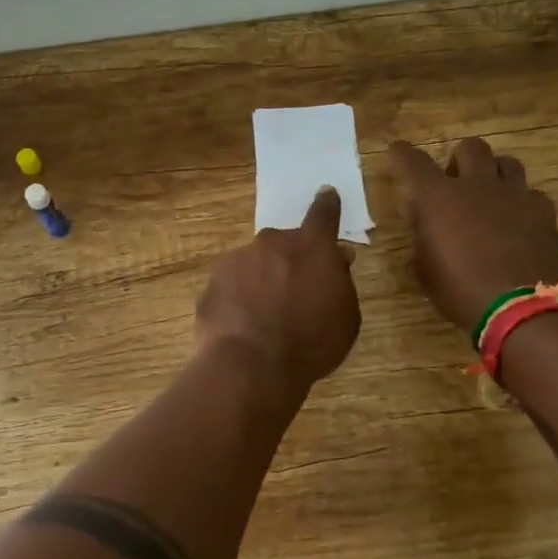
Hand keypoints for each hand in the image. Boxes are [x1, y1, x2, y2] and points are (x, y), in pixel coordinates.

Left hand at [195, 187, 360, 390]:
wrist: (250, 365)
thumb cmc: (310, 343)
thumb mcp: (346, 317)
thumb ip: (341, 281)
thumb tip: (337, 259)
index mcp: (311, 247)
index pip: (323, 214)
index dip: (326, 204)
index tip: (326, 193)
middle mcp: (271, 243)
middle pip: (284, 244)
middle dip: (290, 260)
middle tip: (295, 292)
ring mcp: (236, 260)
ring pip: (254, 265)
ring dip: (261, 281)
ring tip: (266, 319)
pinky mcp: (211, 283)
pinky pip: (232, 287)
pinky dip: (238, 301)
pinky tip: (242, 329)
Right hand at [387, 138, 557, 332]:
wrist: (521, 310)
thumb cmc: (461, 291)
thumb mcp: (425, 267)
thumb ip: (424, 234)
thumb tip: (427, 219)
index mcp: (439, 197)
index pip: (414, 161)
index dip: (402, 153)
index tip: (397, 151)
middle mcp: (477, 185)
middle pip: (471, 147)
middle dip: (459, 159)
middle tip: (456, 183)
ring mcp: (516, 196)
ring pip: (507, 162)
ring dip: (494, 174)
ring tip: (490, 196)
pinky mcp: (545, 213)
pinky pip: (532, 194)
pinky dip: (522, 203)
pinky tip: (519, 222)